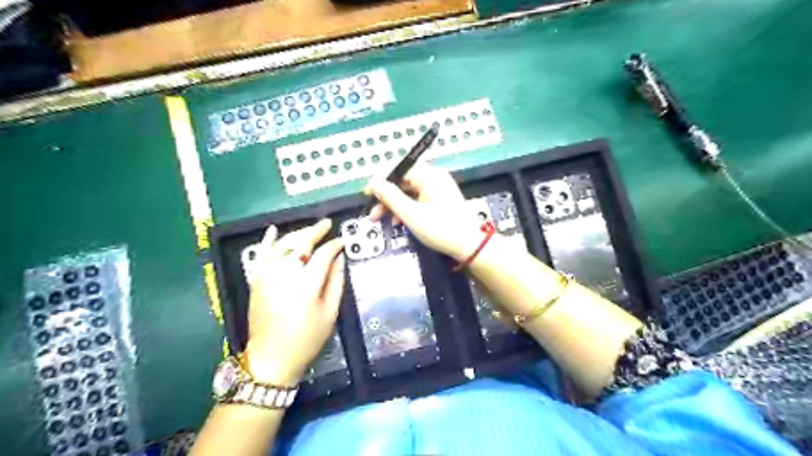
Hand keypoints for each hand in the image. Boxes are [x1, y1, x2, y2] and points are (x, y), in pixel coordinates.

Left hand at [241, 219, 341, 385]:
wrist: (271, 358)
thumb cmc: (306, 339)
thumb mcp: (329, 312)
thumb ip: (336, 282)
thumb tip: (339, 259)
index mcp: (307, 283)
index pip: (323, 254)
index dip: (335, 245)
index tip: (342, 242)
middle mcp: (285, 273)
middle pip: (301, 243)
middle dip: (315, 231)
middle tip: (327, 224)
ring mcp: (267, 275)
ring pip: (282, 244)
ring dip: (297, 234)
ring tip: (310, 230)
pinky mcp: (256, 280)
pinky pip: (262, 254)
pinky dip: (268, 240)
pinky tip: (274, 230)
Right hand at [369, 166, 487, 261]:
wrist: (469, 246)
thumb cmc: (440, 229)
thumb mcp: (411, 214)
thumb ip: (390, 196)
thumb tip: (373, 182)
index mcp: (429, 175)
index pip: (399, 169)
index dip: (381, 181)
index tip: (367, 195)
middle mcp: (434, 178)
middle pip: (403, 181)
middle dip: (387, 197)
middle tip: (374, 213)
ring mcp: (438, 189)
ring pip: (409, 192)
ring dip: (395, 205)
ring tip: (384, 221)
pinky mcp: (440, 201)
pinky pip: (418, 200)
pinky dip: (407, 209)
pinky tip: (400, 222)